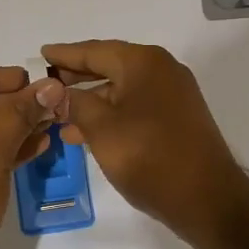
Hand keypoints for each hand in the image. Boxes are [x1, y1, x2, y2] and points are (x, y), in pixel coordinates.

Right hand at [41, 40, 248, 247]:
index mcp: (143, 63)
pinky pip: (135, 106)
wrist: (207, 198)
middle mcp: (161, 70)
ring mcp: (174, 94)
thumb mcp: (101, 129)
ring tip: (59, 116)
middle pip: (109, 66)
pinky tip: (88, 133)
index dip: (65, 54)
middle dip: (77, 77)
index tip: (41, 54)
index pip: (94, 50)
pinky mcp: (178, 118)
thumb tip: (57, 93)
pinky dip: (111, 114)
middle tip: (46, 83)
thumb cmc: (149, 156)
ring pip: (122, 89)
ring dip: (91, 101)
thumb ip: (75, 104)